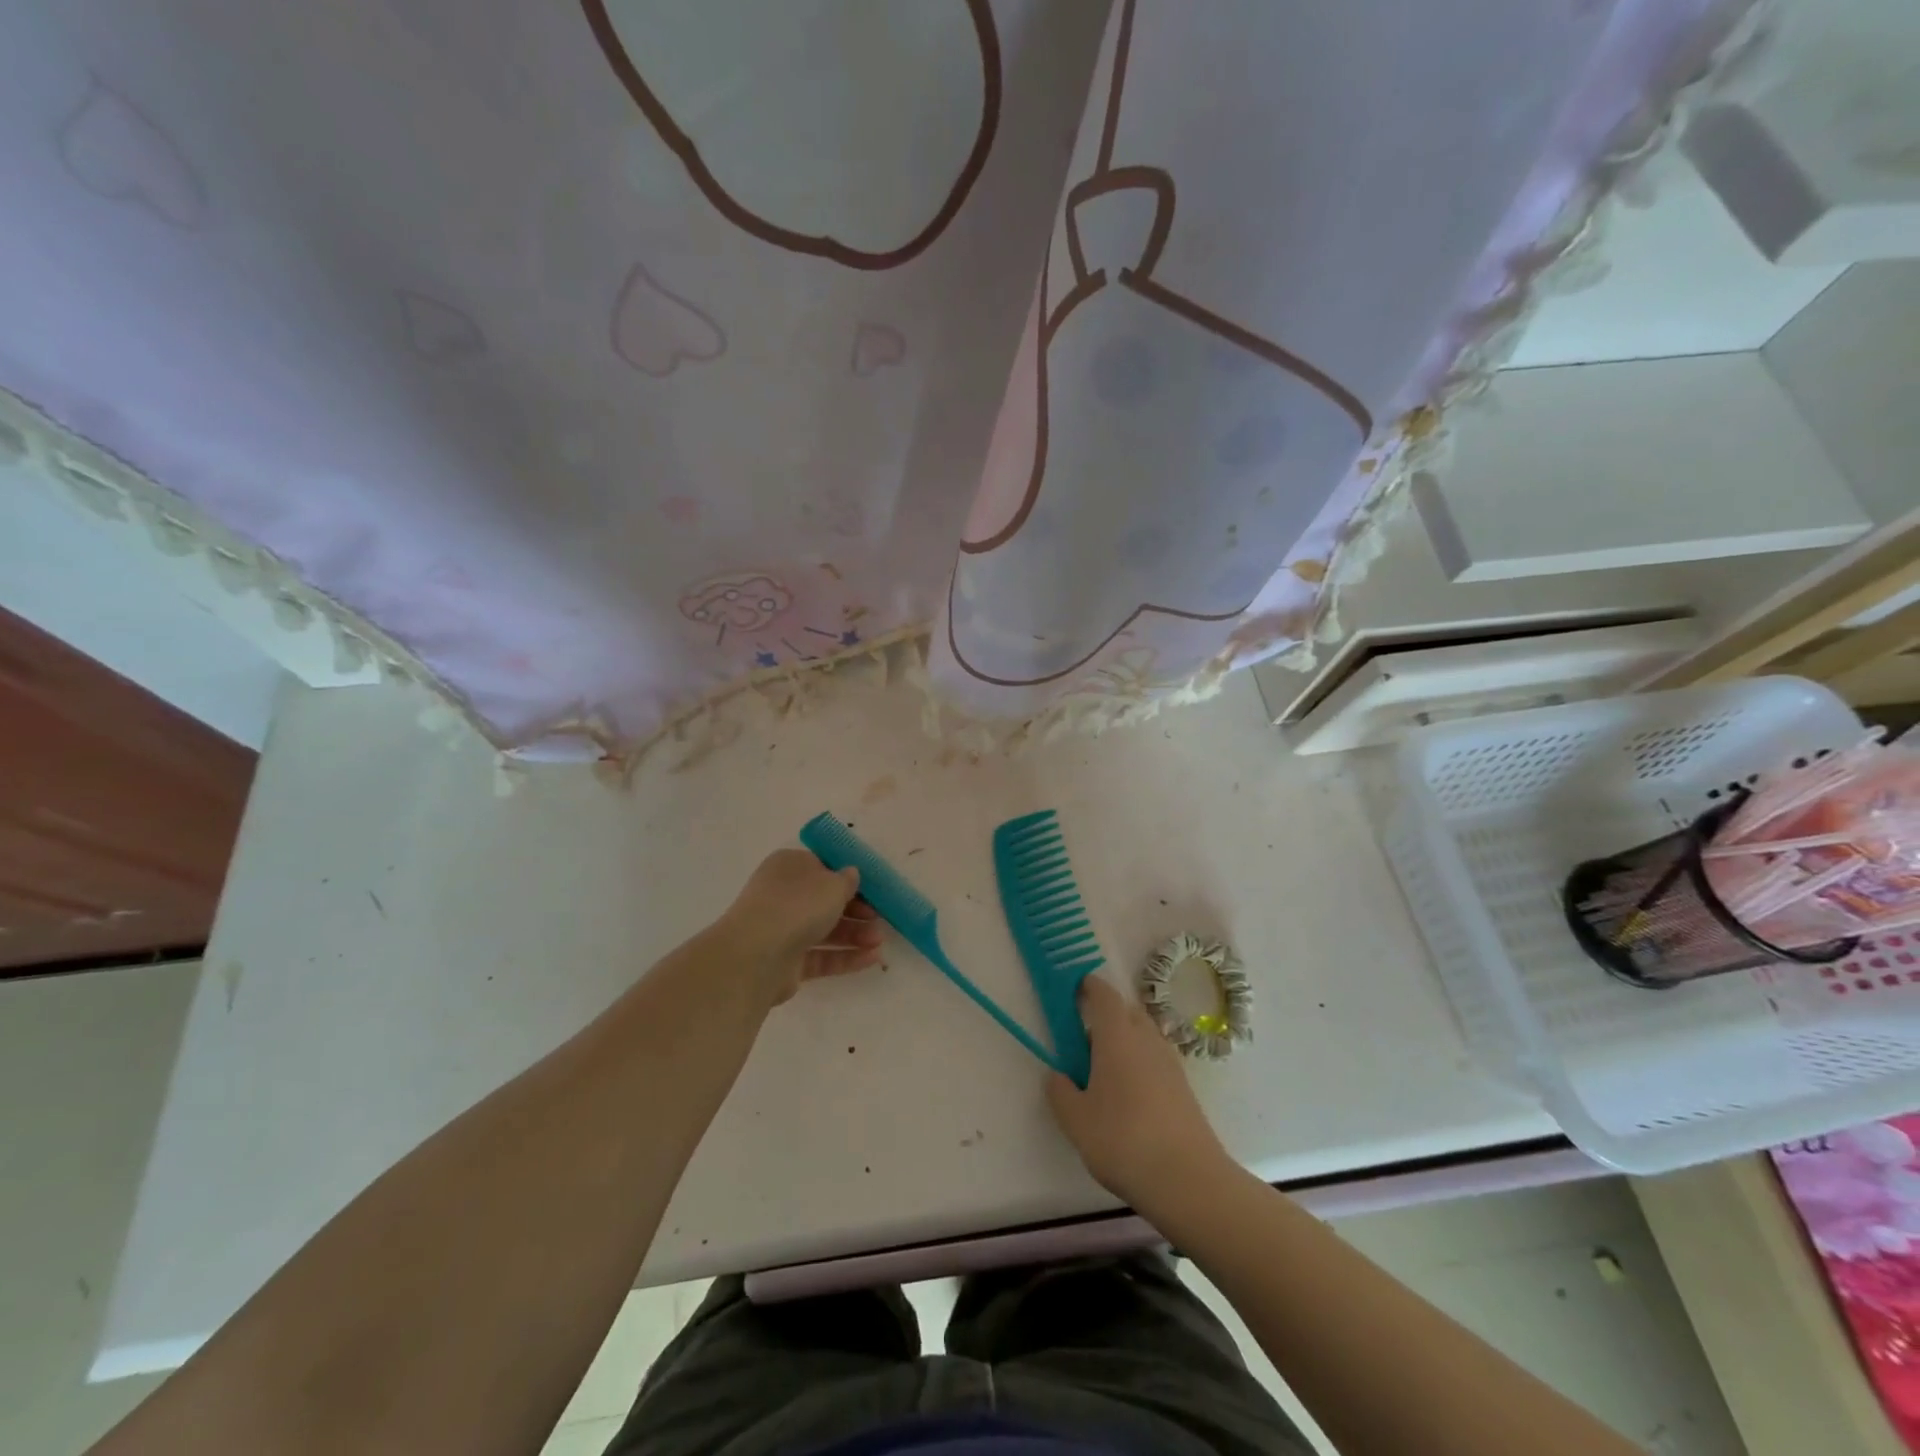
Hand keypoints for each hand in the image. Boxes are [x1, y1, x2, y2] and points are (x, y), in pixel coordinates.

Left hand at [718, 849, 883, 1005]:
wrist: (757, 956)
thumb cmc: (797, 905)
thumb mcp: (833, 884)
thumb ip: (847, 880)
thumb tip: (850, 875)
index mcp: (790, 866)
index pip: (822, 867)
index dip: (848, 877)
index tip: (872, 888)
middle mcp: (783, 896)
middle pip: (825, 901)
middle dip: (856, 910)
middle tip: (879, 918)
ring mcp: (783, 930)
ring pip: (825, 930)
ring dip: (855, 934)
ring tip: (880, 942)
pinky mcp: (787, 963)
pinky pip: (822, 956)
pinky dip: (846, 957)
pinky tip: (873, 959)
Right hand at [1047, 977, 1230, 1208]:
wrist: (1188, 1180)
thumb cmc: (1123, 1140)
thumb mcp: (1076, 1120)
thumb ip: (1061, 1092)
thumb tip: (1058, 1075)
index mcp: (1117, 1036)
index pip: (1104, 995)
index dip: (1089, 987)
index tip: (1074, 989)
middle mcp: (1146, 1040)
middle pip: (1127, 1012)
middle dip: (1106, 1015)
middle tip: (1084, 1037)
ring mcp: (1170, 1063)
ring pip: (1144, 1036)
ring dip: (1125, 1040)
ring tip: (1104, 1071)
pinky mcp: (1183, 1088)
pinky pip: (1155, 1059)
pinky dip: (1140, 1063)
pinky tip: (1129, 1095)